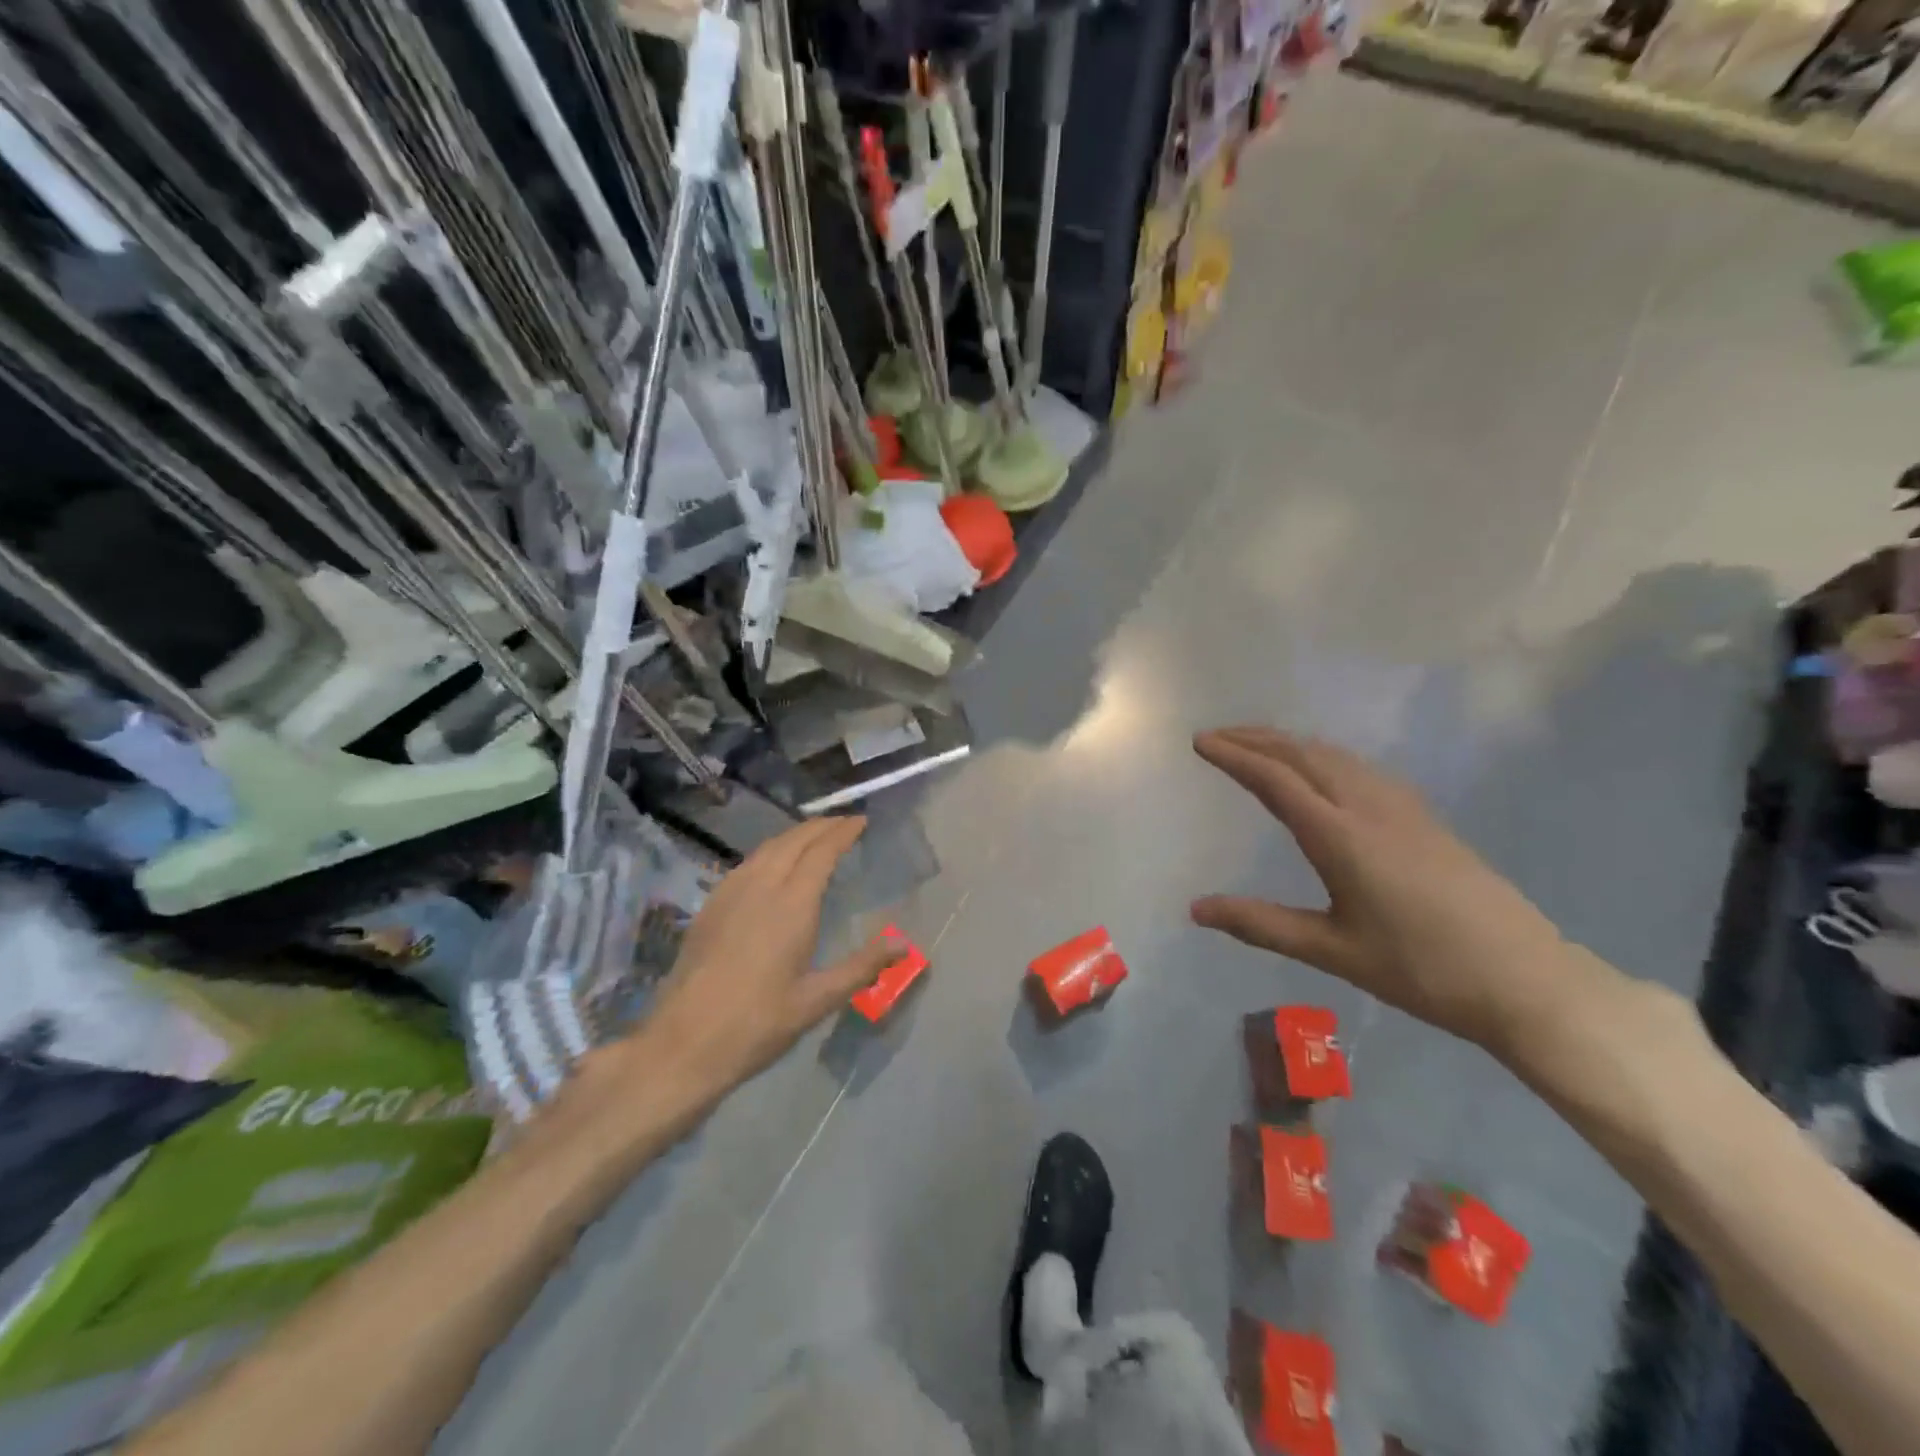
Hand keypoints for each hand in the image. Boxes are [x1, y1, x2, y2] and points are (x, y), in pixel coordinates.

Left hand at [629, 817, 894, 1112]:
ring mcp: (730, 893)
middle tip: (844, 823)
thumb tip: (904, 944)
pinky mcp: (710, 906)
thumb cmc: (757, 1024)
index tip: (861, 821)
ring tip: (815, 837)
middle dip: (821, 826)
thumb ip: (862, 967)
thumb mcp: (817, 1000)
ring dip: (795, 835)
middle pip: (794, 840)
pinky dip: (770, 851)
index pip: (821, 852)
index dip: (842, 832)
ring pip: (767, 848)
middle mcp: (760, 887)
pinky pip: (747, 863)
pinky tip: (773, 865)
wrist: (683, 1043)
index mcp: (792, 905)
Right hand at [1191, 727, 1589, 1058]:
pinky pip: (1360, 768)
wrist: (1527, 981)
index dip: (1234, 756)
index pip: (1275, 780)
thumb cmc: (1421, 969)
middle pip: (1304, 755)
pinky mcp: (1424, 818)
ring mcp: (1403, 809)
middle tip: (1217, 735)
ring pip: (1335, 756)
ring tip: (1257, 745)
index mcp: (1341, 836)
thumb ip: (1261, 924)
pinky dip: (1323, 756)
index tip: (1200, 741)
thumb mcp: (1332, 951)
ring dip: (1290, 743)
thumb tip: (1195, 908)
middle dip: (1256, 739)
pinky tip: (1322, 770)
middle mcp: (1369, 808)